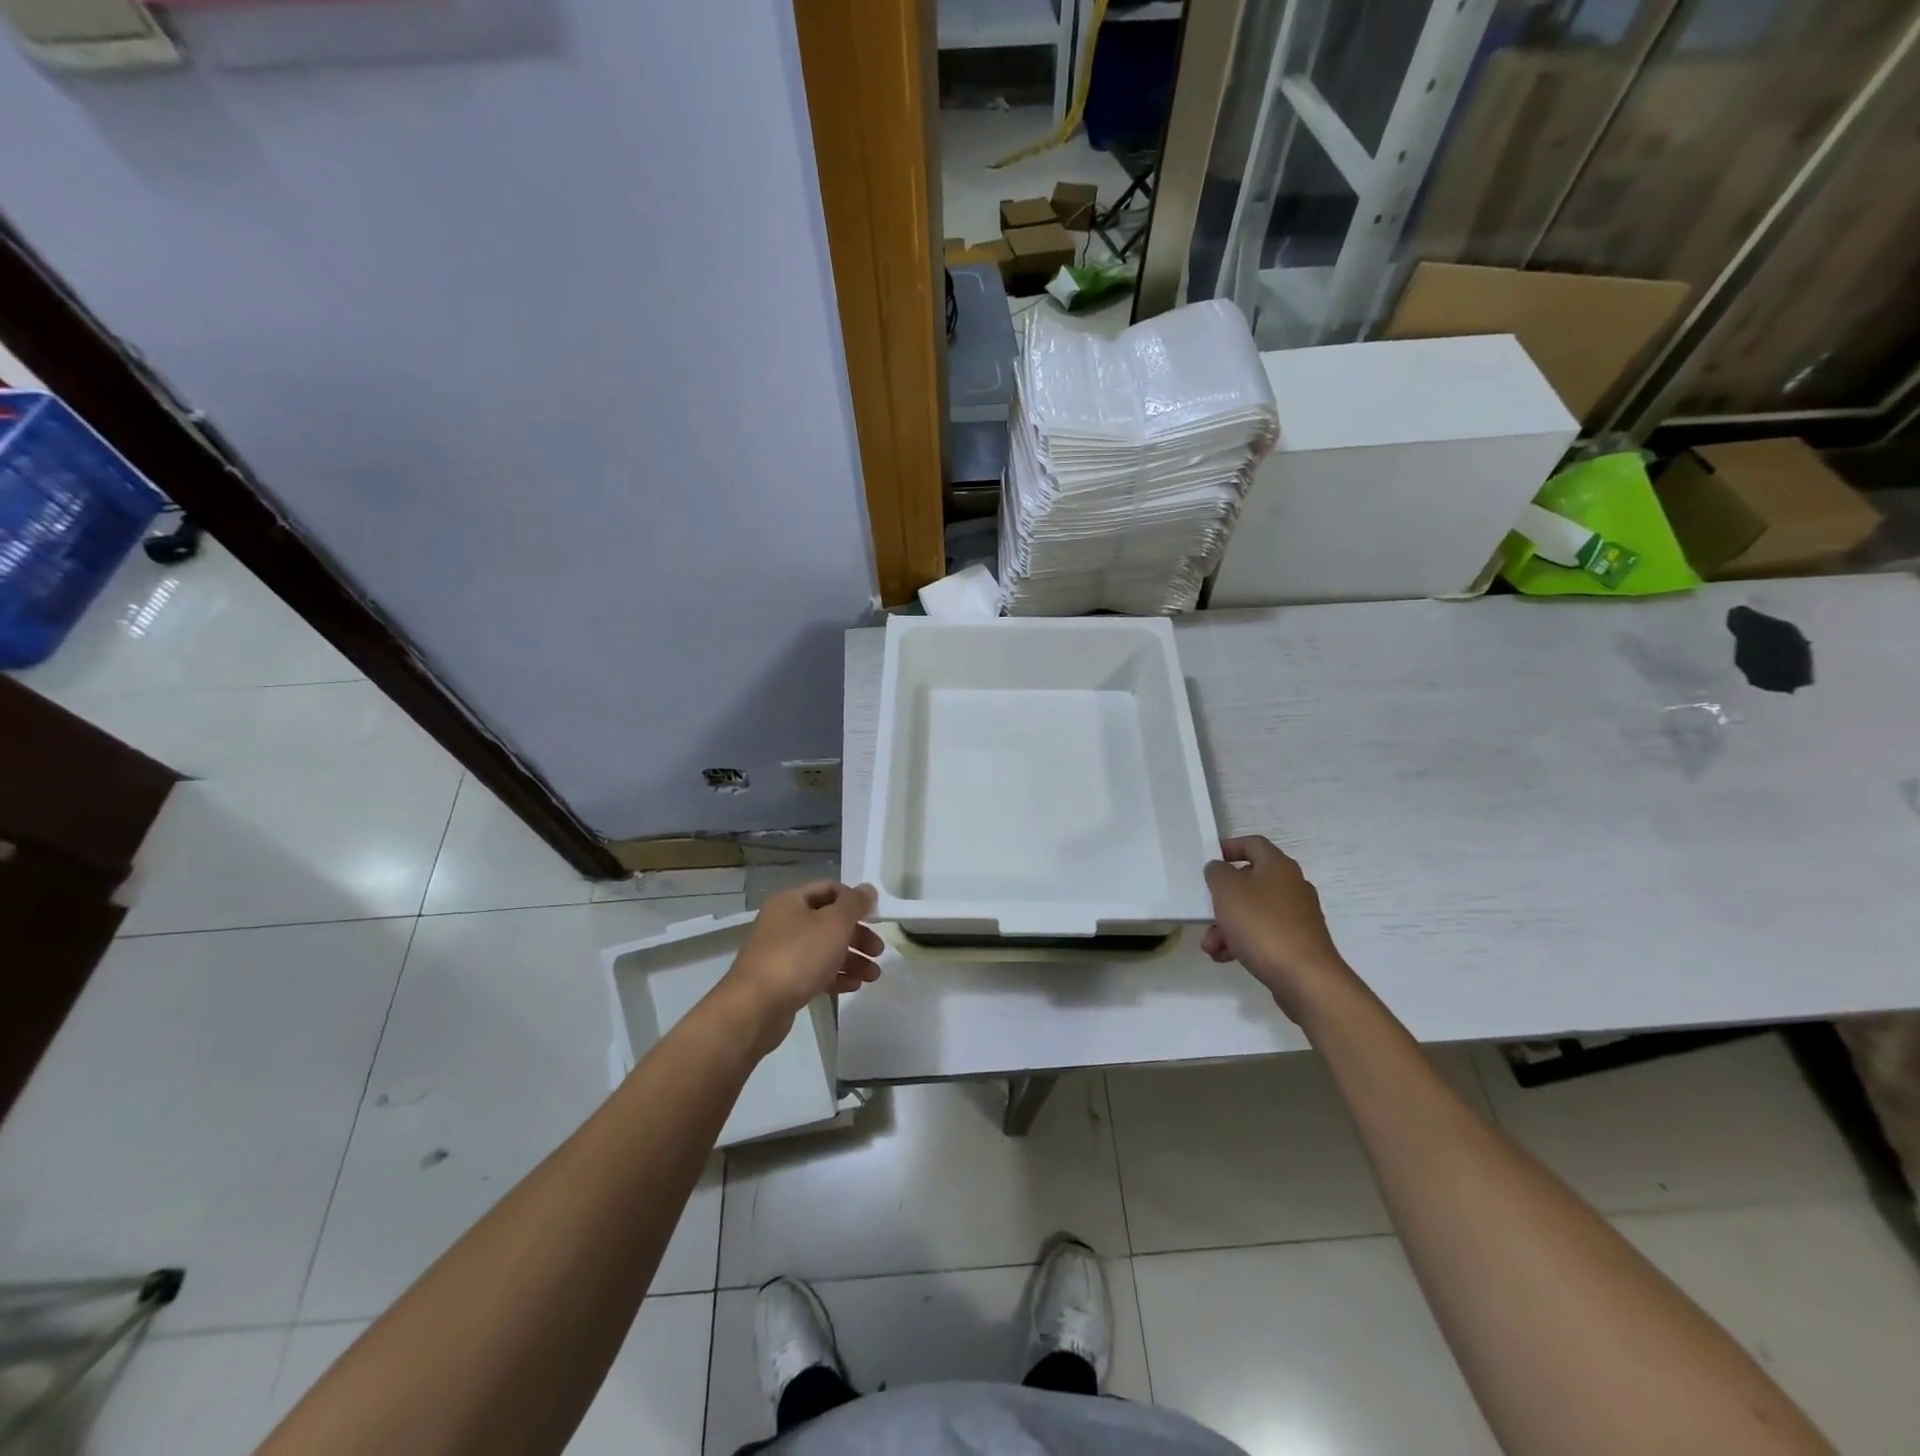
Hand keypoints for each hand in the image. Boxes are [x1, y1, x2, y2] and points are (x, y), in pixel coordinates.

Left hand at [718, 881, 883, 1052]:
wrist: (755, 1008)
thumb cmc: (798, 956)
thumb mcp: (834, 923)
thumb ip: (854, 904)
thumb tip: (868, 889)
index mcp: (791, 901)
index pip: (829, 889)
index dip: (854, 900)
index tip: (875, 917)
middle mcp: (784, 923)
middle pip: (828, 921)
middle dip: (857, 935)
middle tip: (878, 951)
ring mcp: (781, 953)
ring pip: (823, 949)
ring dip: (851, 959)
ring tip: (873, 976)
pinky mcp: (782, 982)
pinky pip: (814, 972)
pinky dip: (835, 976)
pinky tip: (853, 986)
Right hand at [1202, 836, 1353, 1020]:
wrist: (1305, 978)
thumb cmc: (1262, 925)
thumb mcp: (1227, 891)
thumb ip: (1217, 872)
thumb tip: (1220, 869)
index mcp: (1278, 866)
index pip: (1253, 844)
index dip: (1229, 847)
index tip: (1208, 860)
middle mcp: (1292, 886)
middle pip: (1250, 881)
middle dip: (1222, 899)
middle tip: (1205, 911)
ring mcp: (1297, 916)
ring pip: (1253, 911)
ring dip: (1227, 925)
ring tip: (1211, 946)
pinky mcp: (1298, 942)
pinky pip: (1263, 934)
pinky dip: (1243, 941)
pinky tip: (1227, 957)